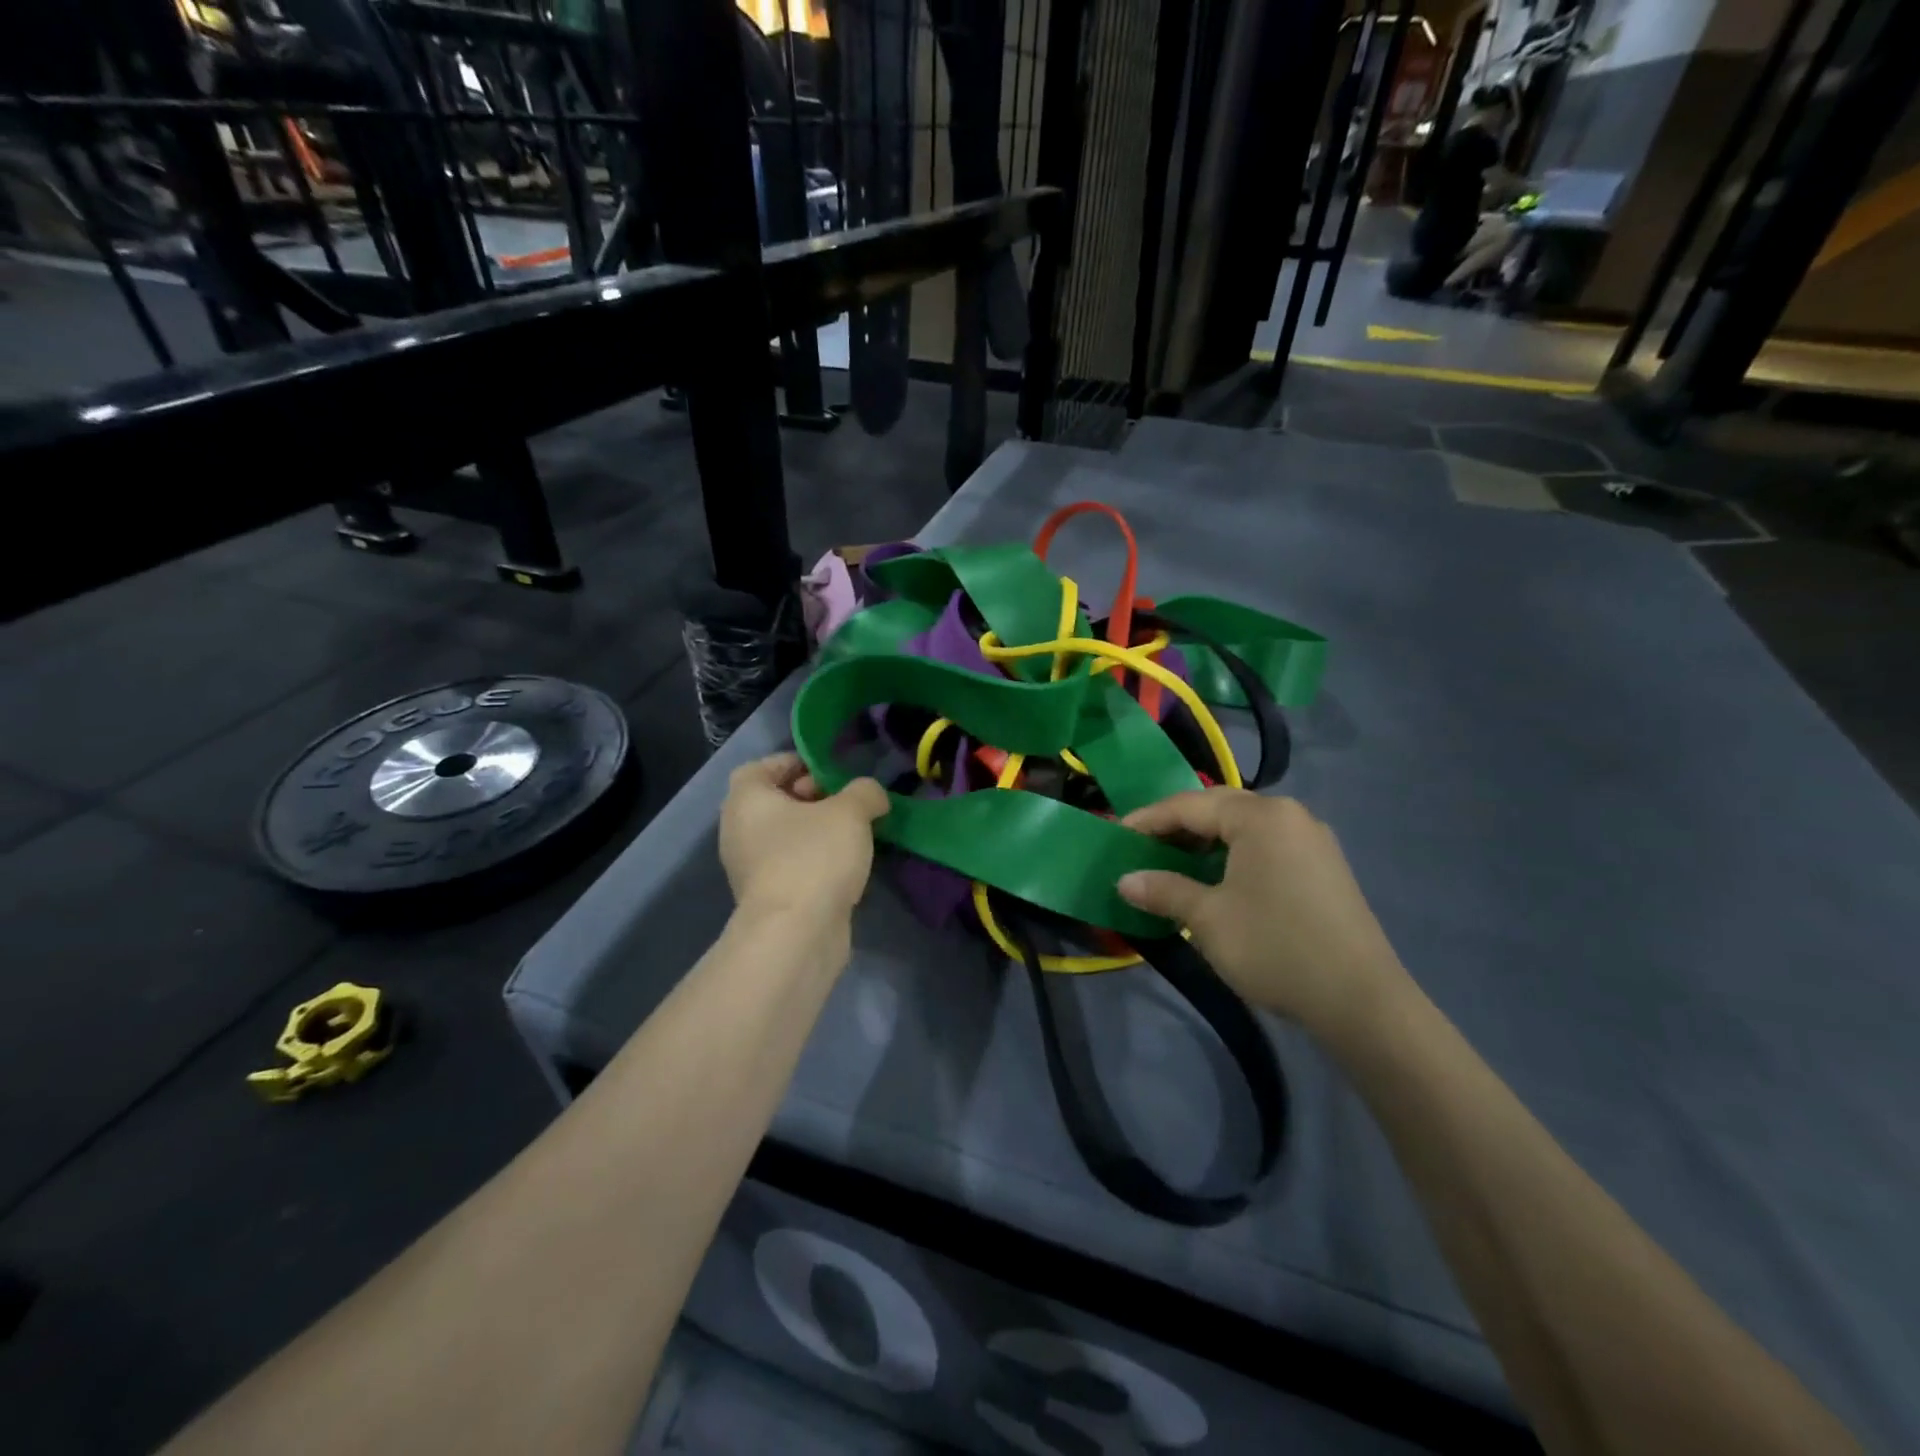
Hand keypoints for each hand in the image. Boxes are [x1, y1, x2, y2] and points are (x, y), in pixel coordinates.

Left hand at [720, 754, 888, 925]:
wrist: (796, 934)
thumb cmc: (814, 857)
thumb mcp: (850, 812)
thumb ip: (864, 792)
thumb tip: (871, 795)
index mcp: (745, 800)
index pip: (761, 767)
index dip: (794, 762)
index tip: (828, 770)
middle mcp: (738, 831)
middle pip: (774, 801)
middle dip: (811, 797)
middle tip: (845, 802)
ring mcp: (750, 868)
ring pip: (784, 836)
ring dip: (816, 831)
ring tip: (853, 834)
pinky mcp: (768, 898)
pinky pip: (791, 865)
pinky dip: (814, 860)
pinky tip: (845, 866)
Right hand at [1117, 790, 1407, 1035]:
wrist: (1361, 1001)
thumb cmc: (1274, 947)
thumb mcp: (1207, 918)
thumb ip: (1163, 890)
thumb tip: (1125, 881)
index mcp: (1261, 816)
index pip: (1190, 805)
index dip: (1149, 819)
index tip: (1116, 834)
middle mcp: (1290, 816)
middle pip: (1220, 808)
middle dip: (1178, 825)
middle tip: (1143, 846)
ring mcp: (1313, 841)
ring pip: (1246, 828)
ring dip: (1207, 841)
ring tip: (1174, 863)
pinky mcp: (1325, 868)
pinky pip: (1268, 846)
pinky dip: (1235, 855)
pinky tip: (1218, 880)